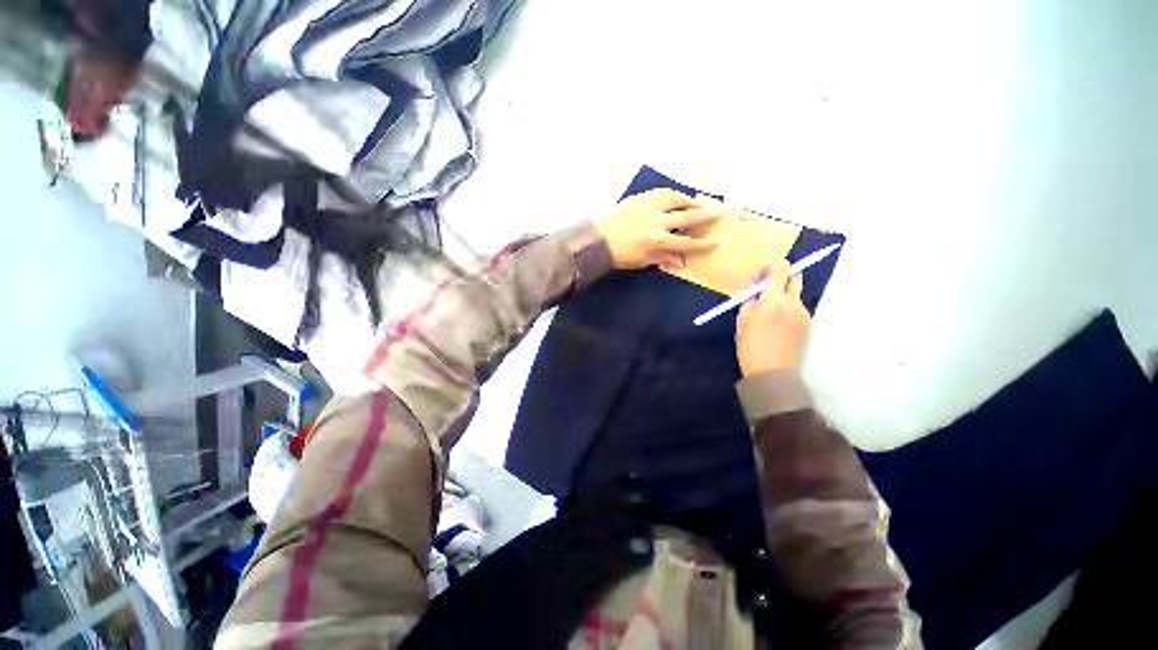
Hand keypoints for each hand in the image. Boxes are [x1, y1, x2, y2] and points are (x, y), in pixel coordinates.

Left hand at [594, 189, 721, 269]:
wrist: (597, 238)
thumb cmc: (619, 254)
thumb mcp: (642, 261)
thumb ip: (662, 259)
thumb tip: (680, 261)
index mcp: (658, 242)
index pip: (686, 244)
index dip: (702, 244)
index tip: (716, 241)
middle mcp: (657, 222)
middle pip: (686, 218)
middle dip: (704, 216)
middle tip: (718, 211)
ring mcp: (649, 207)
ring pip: (676, 200)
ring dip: (690, 201)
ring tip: (699, 203)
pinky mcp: (640, 198)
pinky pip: (661, 192)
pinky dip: (672, 194)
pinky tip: (678, 196)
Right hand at [736, 260, 811, 375]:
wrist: (772, 372)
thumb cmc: (750, 346)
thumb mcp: (742, 320)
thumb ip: (750, 300)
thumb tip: (755, 289)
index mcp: (773, 300)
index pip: (779, 271)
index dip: (774, 263)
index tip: (767, 263)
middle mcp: (793, 302)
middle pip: (794, 278)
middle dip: (782, 275)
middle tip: (766, 284)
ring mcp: (803, 313)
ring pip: (795, 293)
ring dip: (783, 293)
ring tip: (768, 308)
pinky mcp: (807, 323)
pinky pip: (797, 306)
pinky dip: (787, 306)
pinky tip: (776, 320)